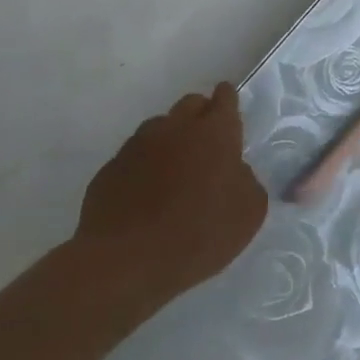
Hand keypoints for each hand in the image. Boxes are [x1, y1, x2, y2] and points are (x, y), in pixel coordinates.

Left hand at [72, 84, 267, 299]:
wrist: (125, 261)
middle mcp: (175, 128)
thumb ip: (247, 180)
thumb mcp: (249, 213)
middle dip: (201, 115)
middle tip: (207, 143)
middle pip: (191, 104)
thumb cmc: (198, 234)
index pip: (225, 98)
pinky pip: (134, 158)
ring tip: (174, 172)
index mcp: (214, 132)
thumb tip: (235, 171)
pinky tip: (146, 195)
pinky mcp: (109, 169)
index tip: (229, 106)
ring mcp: (137, 145)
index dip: (228, 100)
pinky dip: (144, 167)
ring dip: (170, 140)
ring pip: (159, 128)